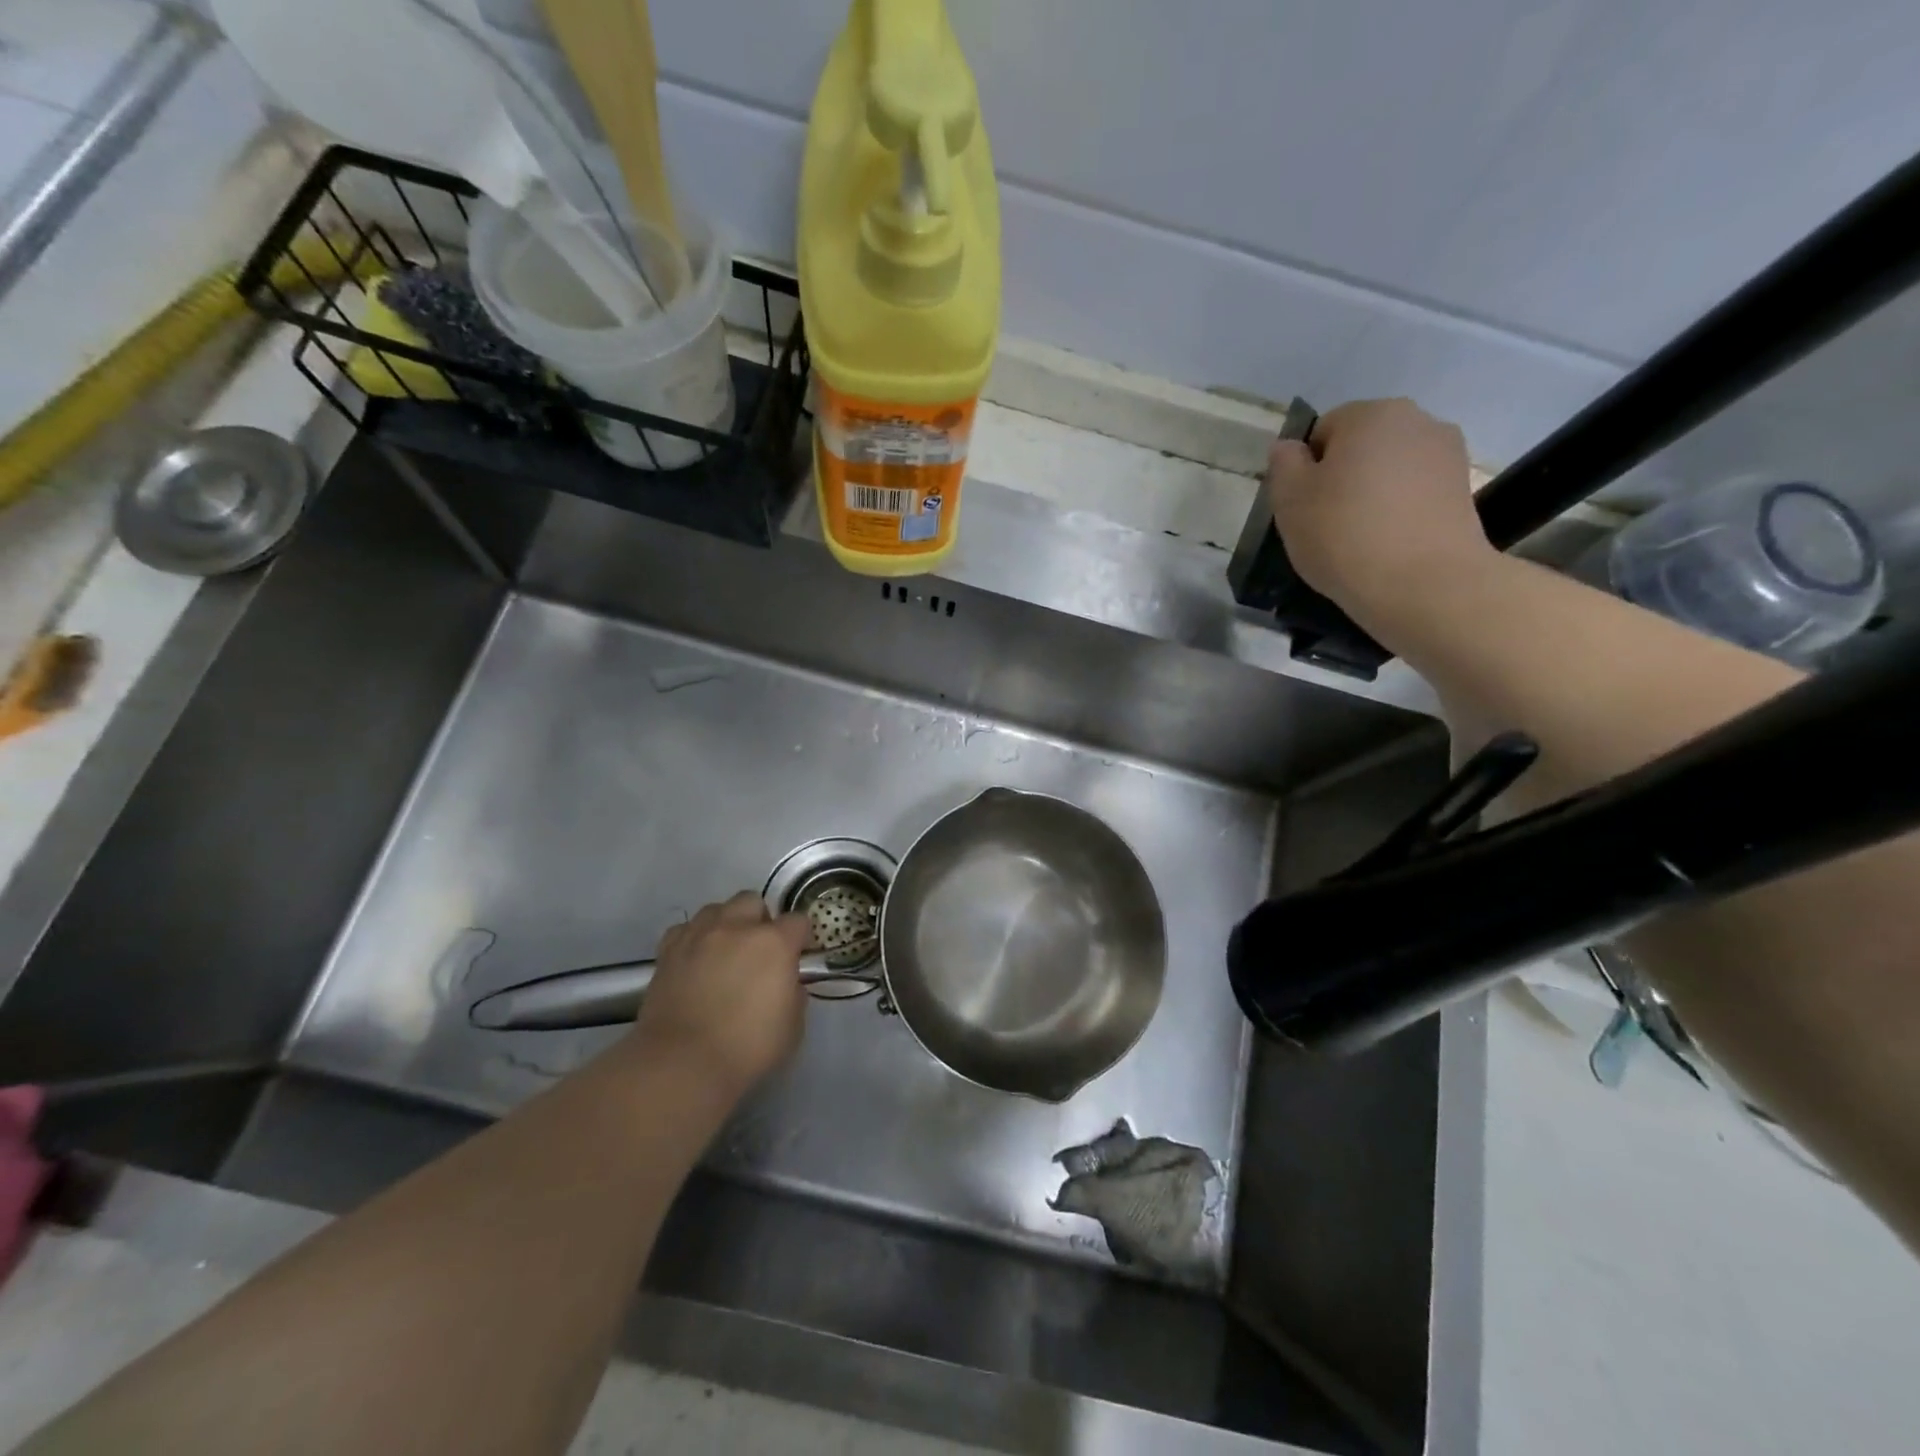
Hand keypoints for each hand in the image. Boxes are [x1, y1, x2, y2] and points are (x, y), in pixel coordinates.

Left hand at [630, 892, 810, 1097]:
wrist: (683, 1063)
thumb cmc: (747, 1048)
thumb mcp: (792, 1026)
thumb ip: (794, 993)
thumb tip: (786, 983)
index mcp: (775, 943)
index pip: (798, 920)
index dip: (800, 937)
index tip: (798, 956)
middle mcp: (737, 927)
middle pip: (752, 901)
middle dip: (759, 920)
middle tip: (758, 950)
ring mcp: (699, 935)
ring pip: (716, 909)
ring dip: (726, 924)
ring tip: (724, 951)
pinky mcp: (668, 951)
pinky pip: (685, 930)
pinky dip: (693, 939)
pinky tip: (695, 959)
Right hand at [1265, 398, 1494, 628]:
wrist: (1422, 583)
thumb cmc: (1343, 534)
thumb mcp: (1289, 500)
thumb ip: (1284, 464)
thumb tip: (1290, 448)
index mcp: (1370, 414)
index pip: (1323, 430)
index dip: (1306, 468)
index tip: (1303, 506)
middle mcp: (1417, 420)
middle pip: (1362, 445)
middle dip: (1343, 476)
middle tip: (1326, 523)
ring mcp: (1448, 454)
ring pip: (1391, 469)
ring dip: (1373, 493)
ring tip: (1360, 537)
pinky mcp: (1463, 490)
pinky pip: (1415, 493)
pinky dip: (1399, 511)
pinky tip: (1389, 544)